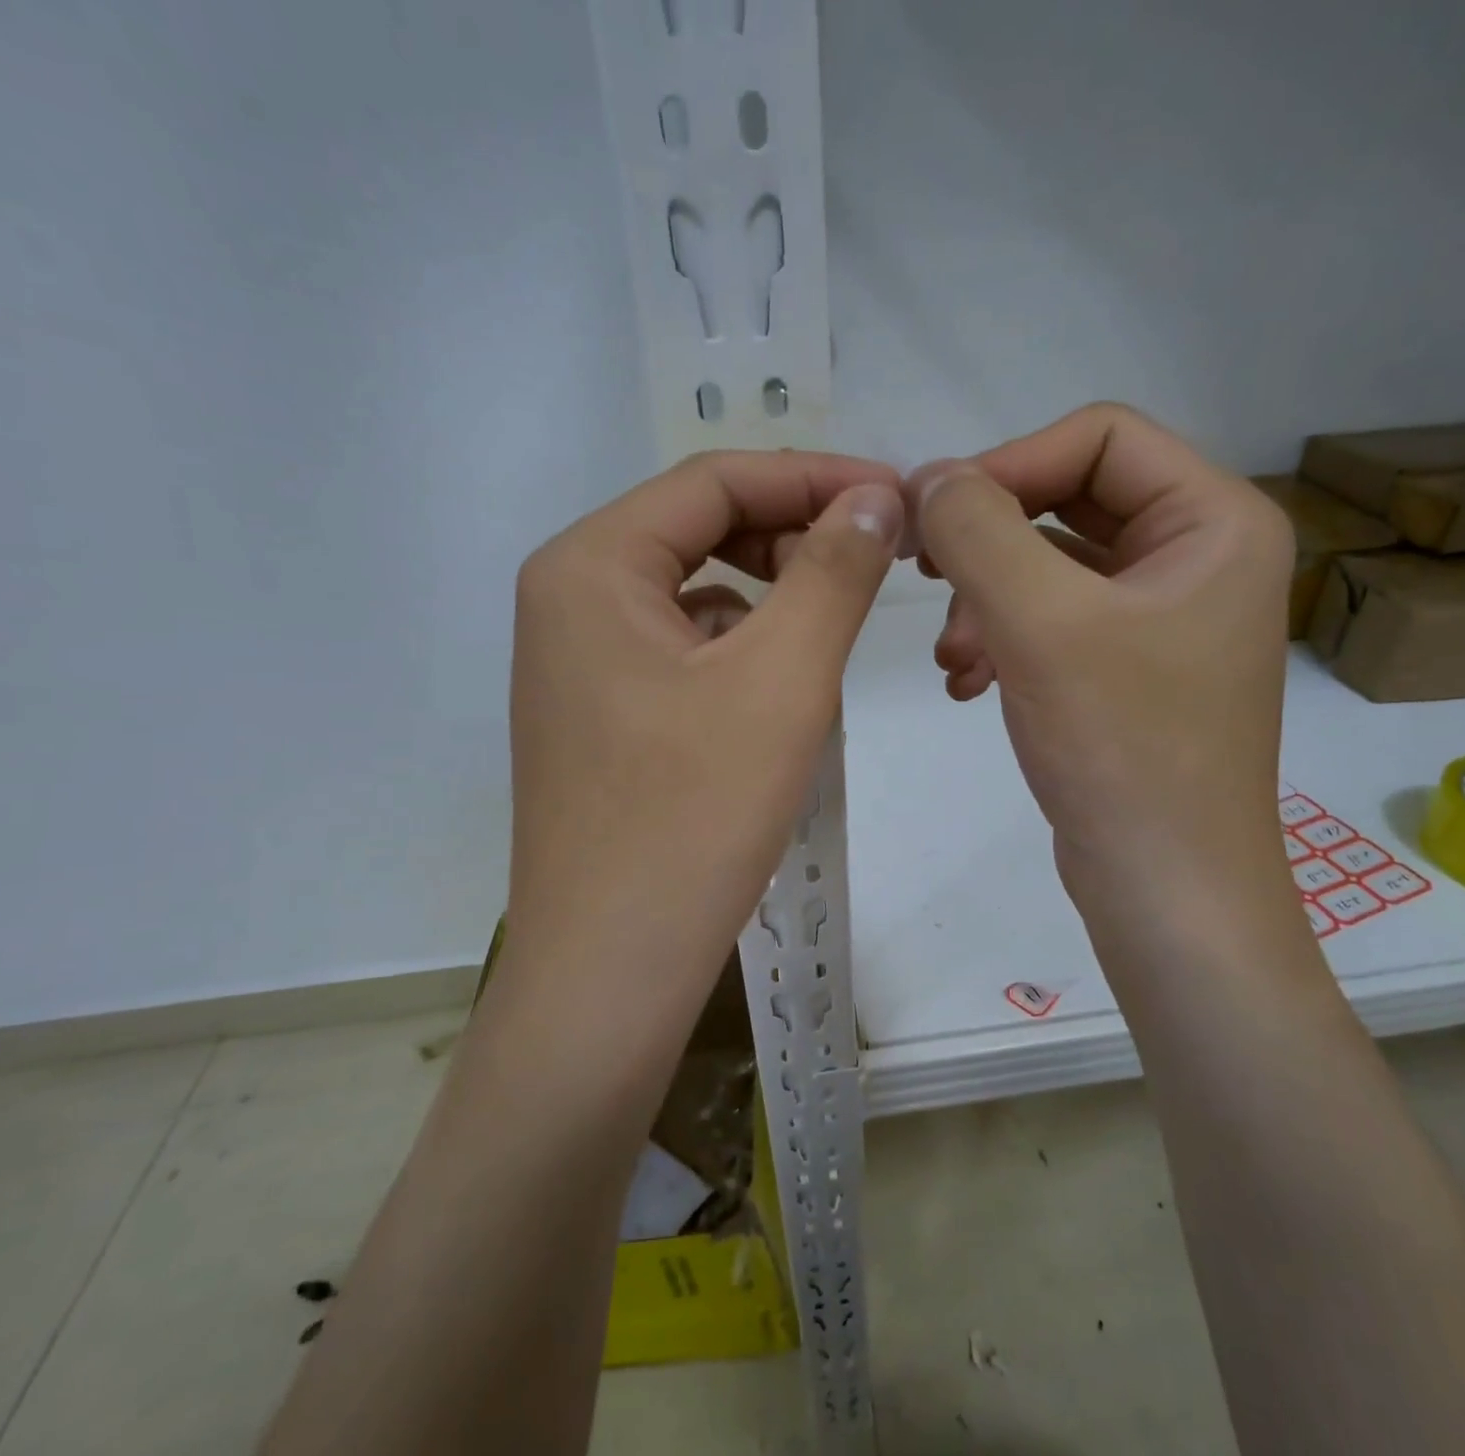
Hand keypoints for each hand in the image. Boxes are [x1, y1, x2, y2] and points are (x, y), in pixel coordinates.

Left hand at [504, 449, 902, 1019]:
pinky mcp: (599, 715)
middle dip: (793, 534)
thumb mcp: (782, 680)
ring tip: (832, 632)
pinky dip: (740, 648)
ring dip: (771, 595)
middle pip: (698, 530)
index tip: (896, 498)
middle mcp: (567, 599)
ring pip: (694, 593)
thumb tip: (876, 498)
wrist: (612, 969)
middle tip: (876, 563)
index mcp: (589, 566)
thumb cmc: (694, 817)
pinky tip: (779, 692)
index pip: (714, 481)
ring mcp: (577, 662)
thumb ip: (833, 572)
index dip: (814, 476)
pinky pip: (681, 650)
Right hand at [908, 403, 1293, 912]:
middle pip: (1069, 501)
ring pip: (1050, 567)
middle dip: (989, 543)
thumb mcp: (1040, 624)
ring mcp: (1162, 617)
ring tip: (950, 659)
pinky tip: (965, 683)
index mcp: (1214, 520)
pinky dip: (1002, 640)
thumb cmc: (1122, 748)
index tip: (932, 520)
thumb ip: (978, 531)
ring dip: (985, 600)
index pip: (1099, 438)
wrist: (1164, 888)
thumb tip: (928, 477)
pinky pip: (1053, 623)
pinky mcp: (1128, 669)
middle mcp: (1197, 556)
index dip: (1007, 463)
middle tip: (924, 577)